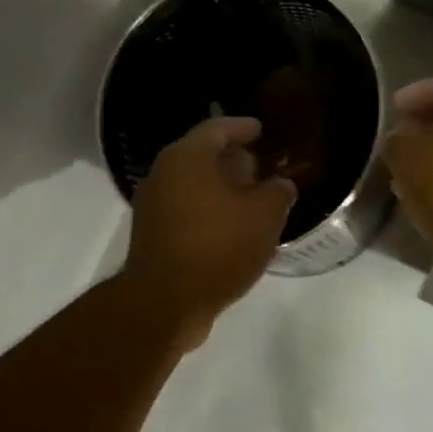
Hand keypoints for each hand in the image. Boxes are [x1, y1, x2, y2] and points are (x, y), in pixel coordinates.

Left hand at [123, 116, 296, 350]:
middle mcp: (163, 174)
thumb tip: (280, 185)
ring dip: (222, 189)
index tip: (263, 130)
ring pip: (193, 185)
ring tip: (254, 200)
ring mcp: (153, 206)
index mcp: (187, 157)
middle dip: (234, 160)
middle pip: (202, 156)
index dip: (244, 127)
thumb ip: (278, 192)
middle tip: (262, 168)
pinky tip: (234, 230)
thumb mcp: (264, 216)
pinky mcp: (152, 235)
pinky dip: (210, 212)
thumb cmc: (217, 246)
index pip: (218, 128)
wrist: (165, 304)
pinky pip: (186, 211)